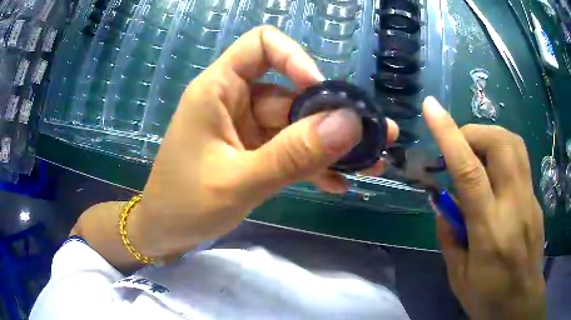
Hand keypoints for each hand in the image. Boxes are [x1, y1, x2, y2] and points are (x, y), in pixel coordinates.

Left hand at [130, 26, 398, 257]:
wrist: (165, 232)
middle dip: (334, 117)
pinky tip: (337, 184)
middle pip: (292, 93)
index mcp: (218, 89)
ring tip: (371, 164)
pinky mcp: (252, 153)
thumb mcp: (239, 182)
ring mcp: (245, 128)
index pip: (261, 45)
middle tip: (377, 137)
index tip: (322, 93)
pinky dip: (312, 165)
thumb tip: (349, 124)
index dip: (296, 58)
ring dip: (332, 146)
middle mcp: (234, 100)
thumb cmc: (185, 205)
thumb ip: (293, 154)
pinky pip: (288, 150)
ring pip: (296, 126)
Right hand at [423, 97, 544, 318]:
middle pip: (500, 144)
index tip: (432, 107)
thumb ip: (449, 237)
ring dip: (489, 137)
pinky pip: (519, 162)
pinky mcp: (536, 199)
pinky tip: (493, 179)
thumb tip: (441, 202)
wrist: (521, 303)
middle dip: (474, 132)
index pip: (470, 172)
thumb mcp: (458, 276)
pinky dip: (501, 156)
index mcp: (489, 231)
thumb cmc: (487, 297)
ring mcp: (530, 199)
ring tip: (474, 154)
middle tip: (457, 146)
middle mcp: (515, 206)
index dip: (450, 135)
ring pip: (514, 145)